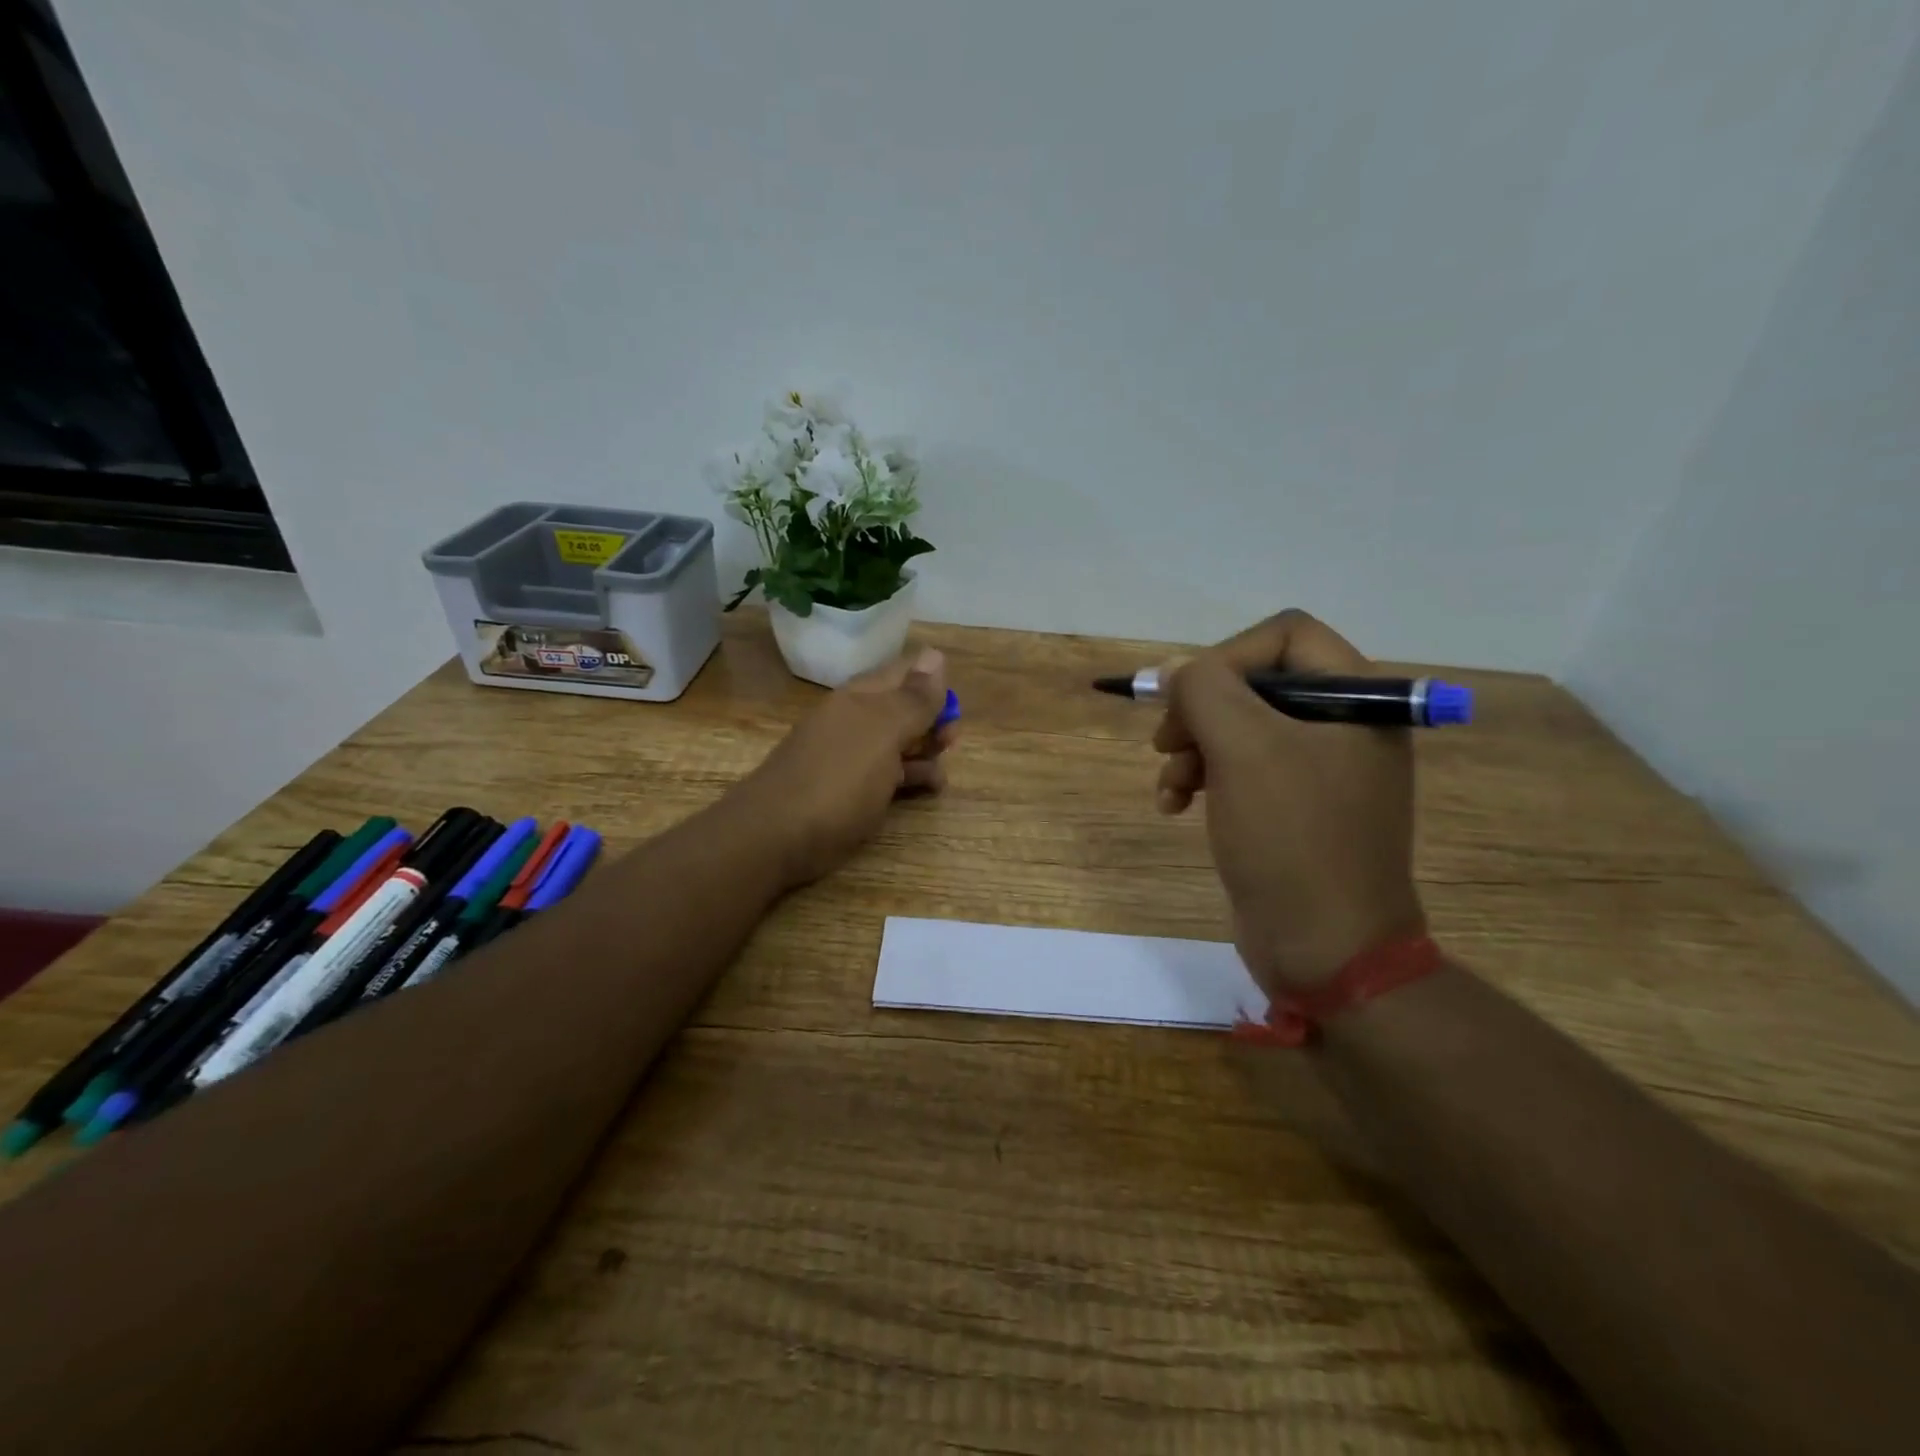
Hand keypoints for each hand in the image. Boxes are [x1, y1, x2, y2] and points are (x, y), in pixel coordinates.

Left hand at [738, 647, 954, 887]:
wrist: (775, 837)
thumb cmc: (837, 781)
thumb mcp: (883, 733)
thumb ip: (913, 698)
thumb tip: (935, 654)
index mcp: (861, 697)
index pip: (906, 673)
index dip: (935, 686)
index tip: (953, 713)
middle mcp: (855, 720)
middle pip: (904, 709)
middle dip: (933, 723)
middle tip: (949, 745)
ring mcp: (849, 756)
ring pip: (899, 744)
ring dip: (925, 753)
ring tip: (939, 776)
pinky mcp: (848, 790)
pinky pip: (887, 774)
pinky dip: (910, 778)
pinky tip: (926, 790)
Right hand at [1154, 610, 1423, 992]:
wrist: (1326, 949)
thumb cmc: (1292, 839)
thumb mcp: (1243, 749)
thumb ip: (1204, 690)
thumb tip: (1176, 670)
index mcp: (1358, 699)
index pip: (1285, 635)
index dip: (1227, 657)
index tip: (1188, 699)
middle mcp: (1345, 726)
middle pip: (1255, 682)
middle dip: (1200, 710)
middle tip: (1166, 742)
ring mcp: (1320, 769)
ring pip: (1239, 727)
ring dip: (1192, 749)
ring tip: (1170, 787)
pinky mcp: (1294, 807)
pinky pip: (1240, 769)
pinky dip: (1202, 780)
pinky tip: (1174, 806)